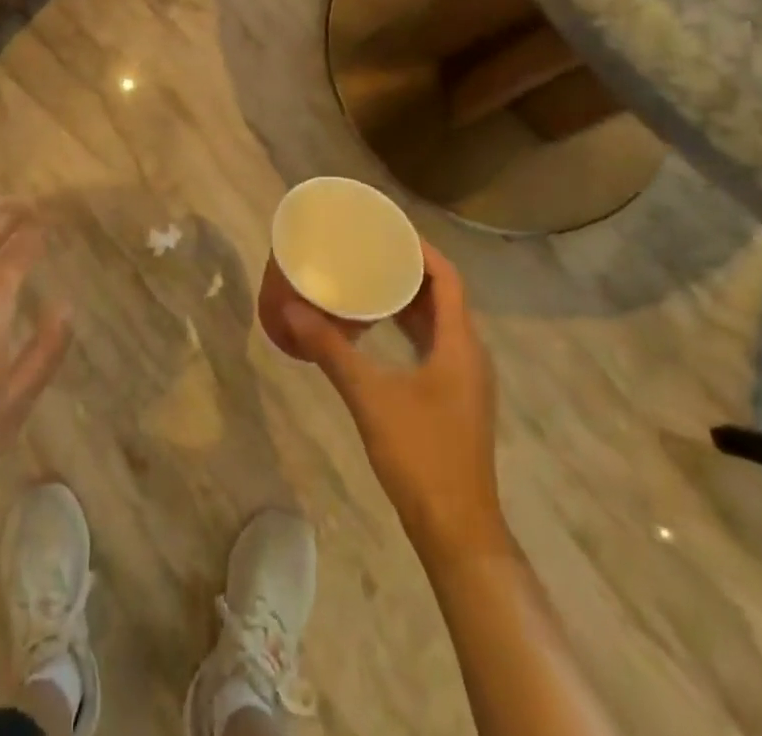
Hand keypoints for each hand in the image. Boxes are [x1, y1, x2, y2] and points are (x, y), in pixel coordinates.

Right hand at [285, 243, 504, 553]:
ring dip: (410, 298)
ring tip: (370, 278)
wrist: (457, 531)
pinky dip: (410, 326)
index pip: (448, 278)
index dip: (422, 249)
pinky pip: (435, 343)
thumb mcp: (370, 397)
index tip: (388, 230)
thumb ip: (331, 351)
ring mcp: (465, 378)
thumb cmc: (420, 456)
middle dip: (410, 268)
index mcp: (459, 344)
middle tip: (371, 248)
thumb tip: (292, 310)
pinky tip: (380, 329)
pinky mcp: (455, 398)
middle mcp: (469, 353)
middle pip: (444, 295)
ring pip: (441, 321)